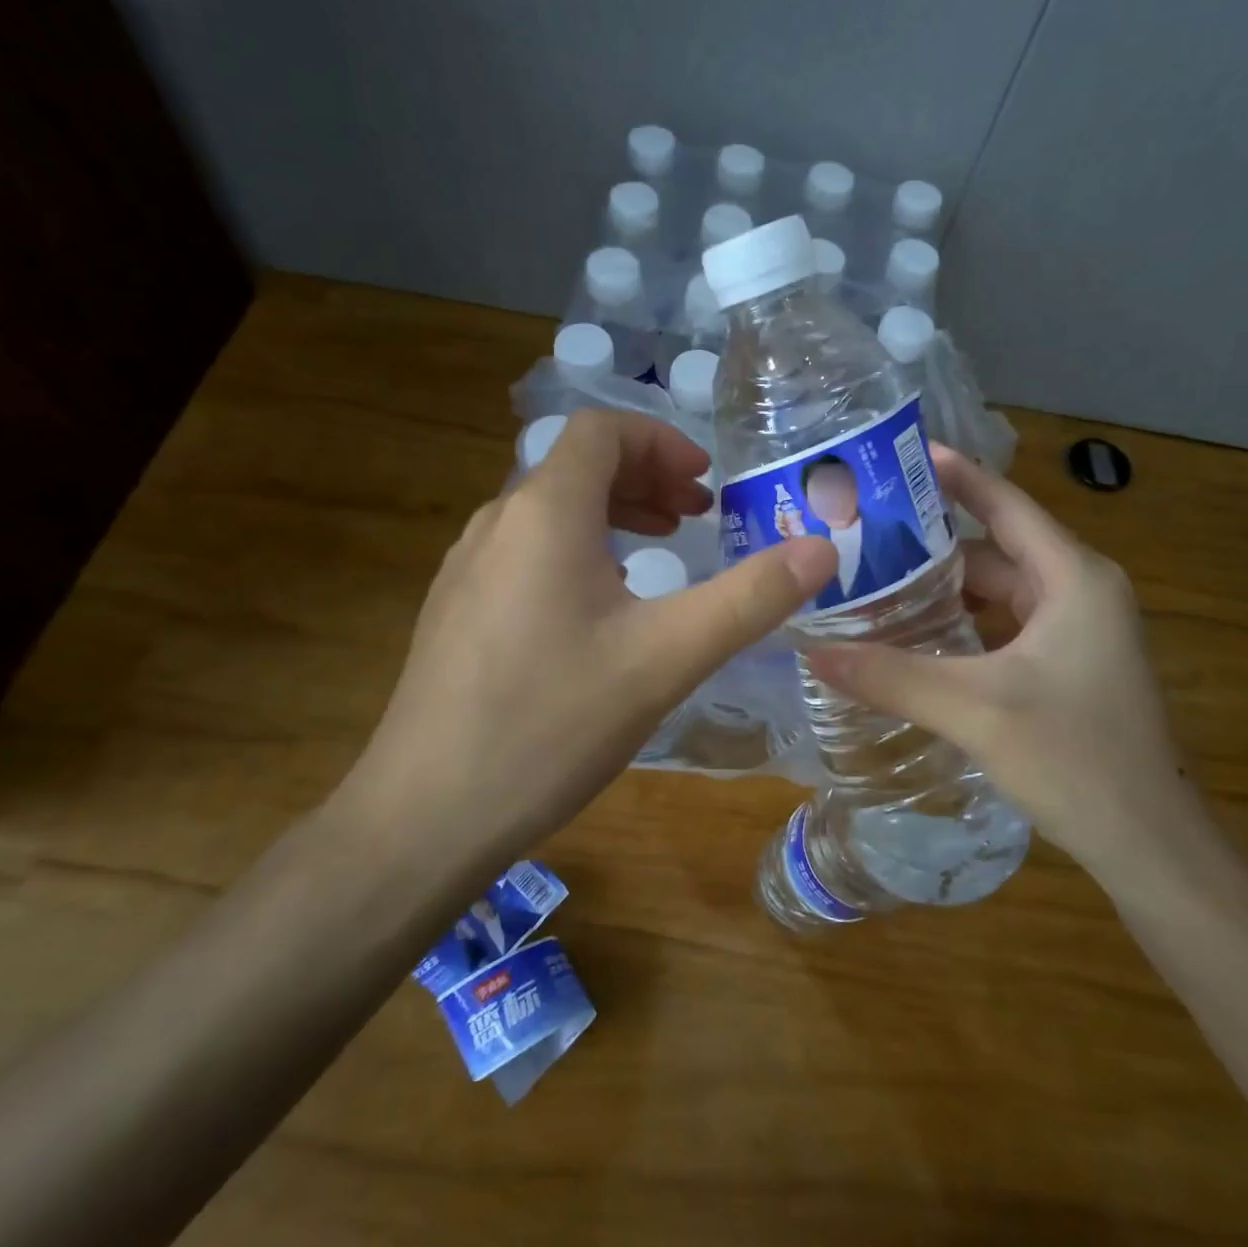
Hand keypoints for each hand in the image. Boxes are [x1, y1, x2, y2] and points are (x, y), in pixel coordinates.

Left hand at [335, 411, 836, 855]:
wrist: (425, 815)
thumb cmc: (551, 723)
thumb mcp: (667, 658)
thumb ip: (749, 599)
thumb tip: (822, 549)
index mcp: (545, 512)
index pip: (601, 431)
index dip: (661, 442)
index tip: (706, 484)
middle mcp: (497, 523)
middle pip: (576, 466)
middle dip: (645, 479)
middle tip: (697, 518)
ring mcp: (467, 568)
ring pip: (550, 511)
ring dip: (613, 515)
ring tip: (661, 553)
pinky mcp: (455, 611)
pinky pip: (526, 552)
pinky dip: (578, 552)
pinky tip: (601, 614)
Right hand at [805, 447, 1205, 884]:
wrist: (1151, 847)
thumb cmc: (1075, 760)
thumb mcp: (975, 710)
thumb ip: (891, 676)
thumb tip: (813, 652)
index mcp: (1073, 579)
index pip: (1004, 505)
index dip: (955, 475)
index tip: (900, 454)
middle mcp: (1079, 592)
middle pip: (993, 550)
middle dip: (930, 546)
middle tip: (863, 538)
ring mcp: (1077, 632)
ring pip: (997, 593)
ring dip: (942, 591)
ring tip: (874, 584)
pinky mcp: (1067, 666)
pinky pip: (1003, 626)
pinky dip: (960, 625)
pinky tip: (914, 638)